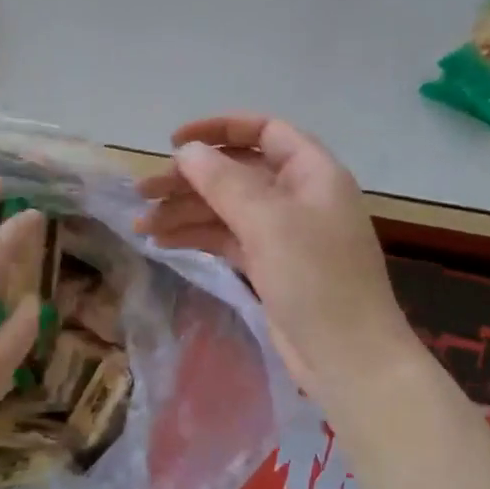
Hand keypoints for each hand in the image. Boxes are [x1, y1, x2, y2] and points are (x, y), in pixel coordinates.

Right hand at [137, 115, 417, 403]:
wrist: (348, 359)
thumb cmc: (316, 279)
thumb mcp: (268, 222)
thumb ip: (224, 181)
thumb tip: (188, 150)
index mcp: (312, 172)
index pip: (264, 130)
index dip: (218, 129)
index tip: (174, 142)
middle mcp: (298, 196)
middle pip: (237, 171)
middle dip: (190, 179)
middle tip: (142, 193)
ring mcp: (284, 233)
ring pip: (227, 208)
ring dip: (185, 211)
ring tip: (141, 226)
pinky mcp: (270, 265)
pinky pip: (228, 238)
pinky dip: (198, 236)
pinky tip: (163, 242)